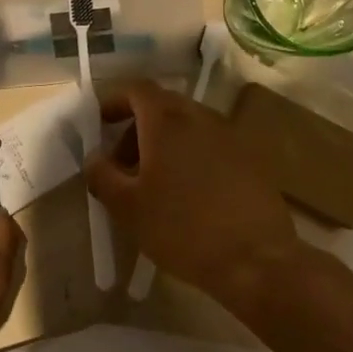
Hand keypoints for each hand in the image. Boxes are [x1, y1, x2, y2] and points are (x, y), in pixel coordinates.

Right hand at [85, 80, 324, 300]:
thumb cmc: (182, 228)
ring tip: (156, 182)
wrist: (257, 262)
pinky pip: (212, 145)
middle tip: (124, 162)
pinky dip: (192, 156)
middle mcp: (200, 116)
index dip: (115, 101)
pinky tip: (190, 194)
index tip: (101, 125)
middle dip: (138, 127)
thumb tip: (94, 157)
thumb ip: (102, 175)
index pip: (137, 89)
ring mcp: (230, 136)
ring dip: (166, 142)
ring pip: (189, 125)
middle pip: (163, 105)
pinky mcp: (251, 160)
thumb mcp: (127, 207)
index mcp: (167, 120)